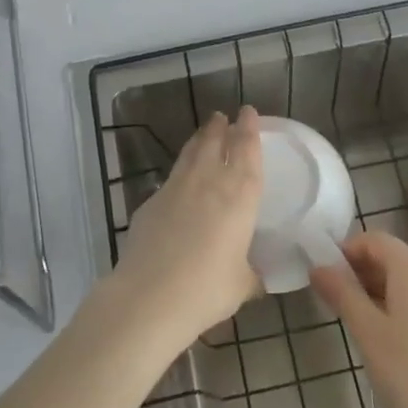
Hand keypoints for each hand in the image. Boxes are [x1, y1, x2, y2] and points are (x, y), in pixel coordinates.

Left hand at [111, 108, 263, 347]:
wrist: (150, 295)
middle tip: (224, 116)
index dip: (249, 129)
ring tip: (205, 131)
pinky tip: (180, 181)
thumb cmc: (207, 288)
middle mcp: (208, 182)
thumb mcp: (241, 285)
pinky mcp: (150, 202)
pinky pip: (170, 178)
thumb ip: (251, 275)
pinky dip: (180, 171)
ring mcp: (175, 188)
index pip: (247, 151)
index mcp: (239, 196)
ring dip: (200, 139)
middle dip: (221, 127)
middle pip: (215, 143)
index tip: (249, 112)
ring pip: (190, 153)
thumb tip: (256, 279)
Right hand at [310, 231, 407, 407]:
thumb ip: (342, 293)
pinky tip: (390, 337)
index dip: (346, 251)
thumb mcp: (367, 332)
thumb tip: (318, 267)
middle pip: (393, 258)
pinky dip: (402, 306)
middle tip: (336, 302)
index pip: (374, 240)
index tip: (325, 277)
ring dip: (380, 291)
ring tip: (359, 322)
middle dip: (362, 273)